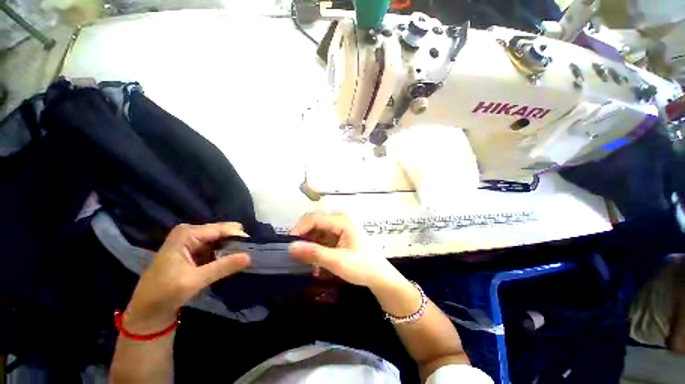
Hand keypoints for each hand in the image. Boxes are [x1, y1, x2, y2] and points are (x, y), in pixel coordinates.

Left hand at [124, 223, 249, 332]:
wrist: (148, 310)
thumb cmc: (164, 293)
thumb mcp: (194, 280)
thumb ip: (222, 267)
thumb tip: (250, 256)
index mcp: (188, 233)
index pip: (223, 229)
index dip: (239, 237)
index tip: (254, 249)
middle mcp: (192, 232)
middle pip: (224, 231)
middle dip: (237, 243)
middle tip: (246, 257)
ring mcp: (195, 241)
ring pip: (223, 239)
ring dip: (233, 249)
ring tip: (242, 260)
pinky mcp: (197, 251)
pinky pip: (219, 247)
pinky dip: (227, 254)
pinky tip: (231, 263)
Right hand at [288, 214, 400, 287]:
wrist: (380, 277)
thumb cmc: (362, 267)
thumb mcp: (337, 261)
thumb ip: (314, 253)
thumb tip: (290, 247)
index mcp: (342, 221)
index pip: (314, 219)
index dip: (299, 229)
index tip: (287, 244)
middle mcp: (341, 220)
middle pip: (315, 223)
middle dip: (303, 236)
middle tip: (294, 252)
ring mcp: (342, 228)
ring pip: (318, 230)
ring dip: (309, 242)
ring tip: (303, 258)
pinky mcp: (341, 236)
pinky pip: (324, 237)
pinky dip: (317, 246)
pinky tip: (314, 258)